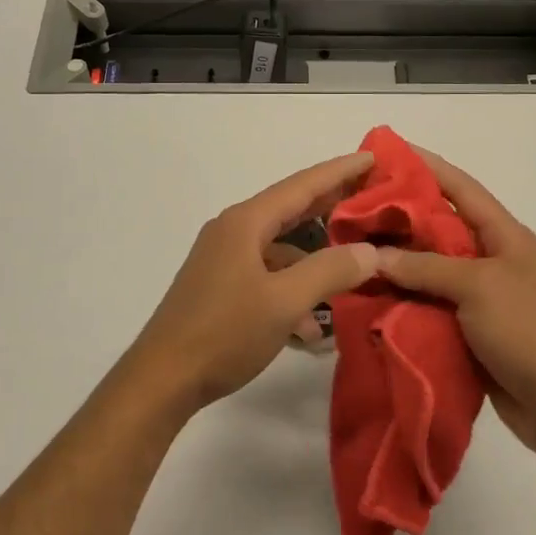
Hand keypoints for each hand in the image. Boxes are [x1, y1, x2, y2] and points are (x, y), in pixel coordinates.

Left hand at [120, 151, 380, 415]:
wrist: (163, 378)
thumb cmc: (224, 332)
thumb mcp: (284, 301)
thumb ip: (330, 271)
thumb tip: (371, 251)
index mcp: (246, 223)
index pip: (302, 185)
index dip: (339, 171)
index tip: (371, 156)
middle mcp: (233, 232)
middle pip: (291, 209)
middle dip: (331, 205)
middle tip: (372, 196)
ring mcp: (224, 260)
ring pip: (281, 249)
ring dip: (315, 260)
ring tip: (354, 271)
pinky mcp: (221, 287)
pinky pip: (268, 276)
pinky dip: (293, 289)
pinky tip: (312, 325)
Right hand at [375, 147, 535, 461]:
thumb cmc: (525, 330)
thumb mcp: (476, 287)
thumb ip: (425, 267)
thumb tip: (377, 255)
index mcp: (504, 235)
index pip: (461, 189)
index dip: (427, 167)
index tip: (388, 153)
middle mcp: (491, 257)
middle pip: (440, 226)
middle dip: (401, 215)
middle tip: (357, 207)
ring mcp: (480, 293)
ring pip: (430, 265)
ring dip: (398, 259)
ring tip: (355, 248)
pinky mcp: (468, 325)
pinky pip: (430, 300)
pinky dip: (404, 295)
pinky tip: (372, 293)